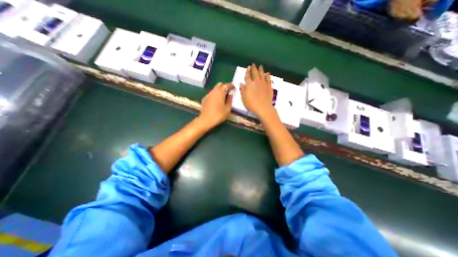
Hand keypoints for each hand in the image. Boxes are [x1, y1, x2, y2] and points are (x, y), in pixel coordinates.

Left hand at [198, 83, 233, 127]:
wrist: (206, 120)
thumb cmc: (218, 115)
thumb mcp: (227, 109)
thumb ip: (230, 101)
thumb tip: (230, 95)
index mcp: (220, 93)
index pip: (226, 85)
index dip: (230, 85)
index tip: (233, 87)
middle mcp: (214, 91)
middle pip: (219, 85)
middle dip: (224, 86)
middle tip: (228, 92)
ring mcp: (208, 95)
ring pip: (214, 89)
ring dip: (219, 91)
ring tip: (222, 97)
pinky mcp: (204, 99)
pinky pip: (211, 94)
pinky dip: (215, 95)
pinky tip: (216, 101)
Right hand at [241, 64, 273, 117]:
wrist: (263, 108)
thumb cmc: (251, 104)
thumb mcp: (244, 98)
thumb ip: (243, 90)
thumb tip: (241, 83)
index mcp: (249, 84)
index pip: (248, 76)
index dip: (248, 71)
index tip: (248, 67)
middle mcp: (257, 82)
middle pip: (255, 73)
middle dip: (254, 68)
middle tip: (254, 64)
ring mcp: (264, 83)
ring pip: (262, 74)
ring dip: (261, 70)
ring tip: (260, 66)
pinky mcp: (269, 87)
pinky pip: (268, 79)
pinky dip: (268, 75)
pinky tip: (267, 73)